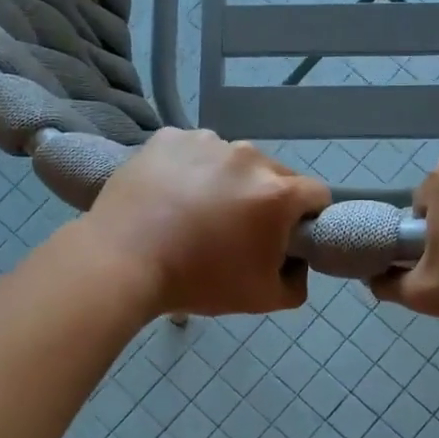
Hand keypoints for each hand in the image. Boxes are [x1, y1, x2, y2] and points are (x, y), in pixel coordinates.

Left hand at [82, 129, 329, 317]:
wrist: (122, 262)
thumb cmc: (199, 281)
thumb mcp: (263, 299)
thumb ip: (297, 283)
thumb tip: (296, 263)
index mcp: (278, 192)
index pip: (317, 195)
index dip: (308, 218)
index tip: (286, 237)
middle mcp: (249, 156)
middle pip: (274, 175)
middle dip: (266, 199)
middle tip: (236, 231)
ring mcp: (206, 142)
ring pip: (233, 161)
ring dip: (228, 182)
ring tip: (197, 213)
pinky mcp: (169, 137)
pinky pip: (193, 151)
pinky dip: (190, 169)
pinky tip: (171, 196)